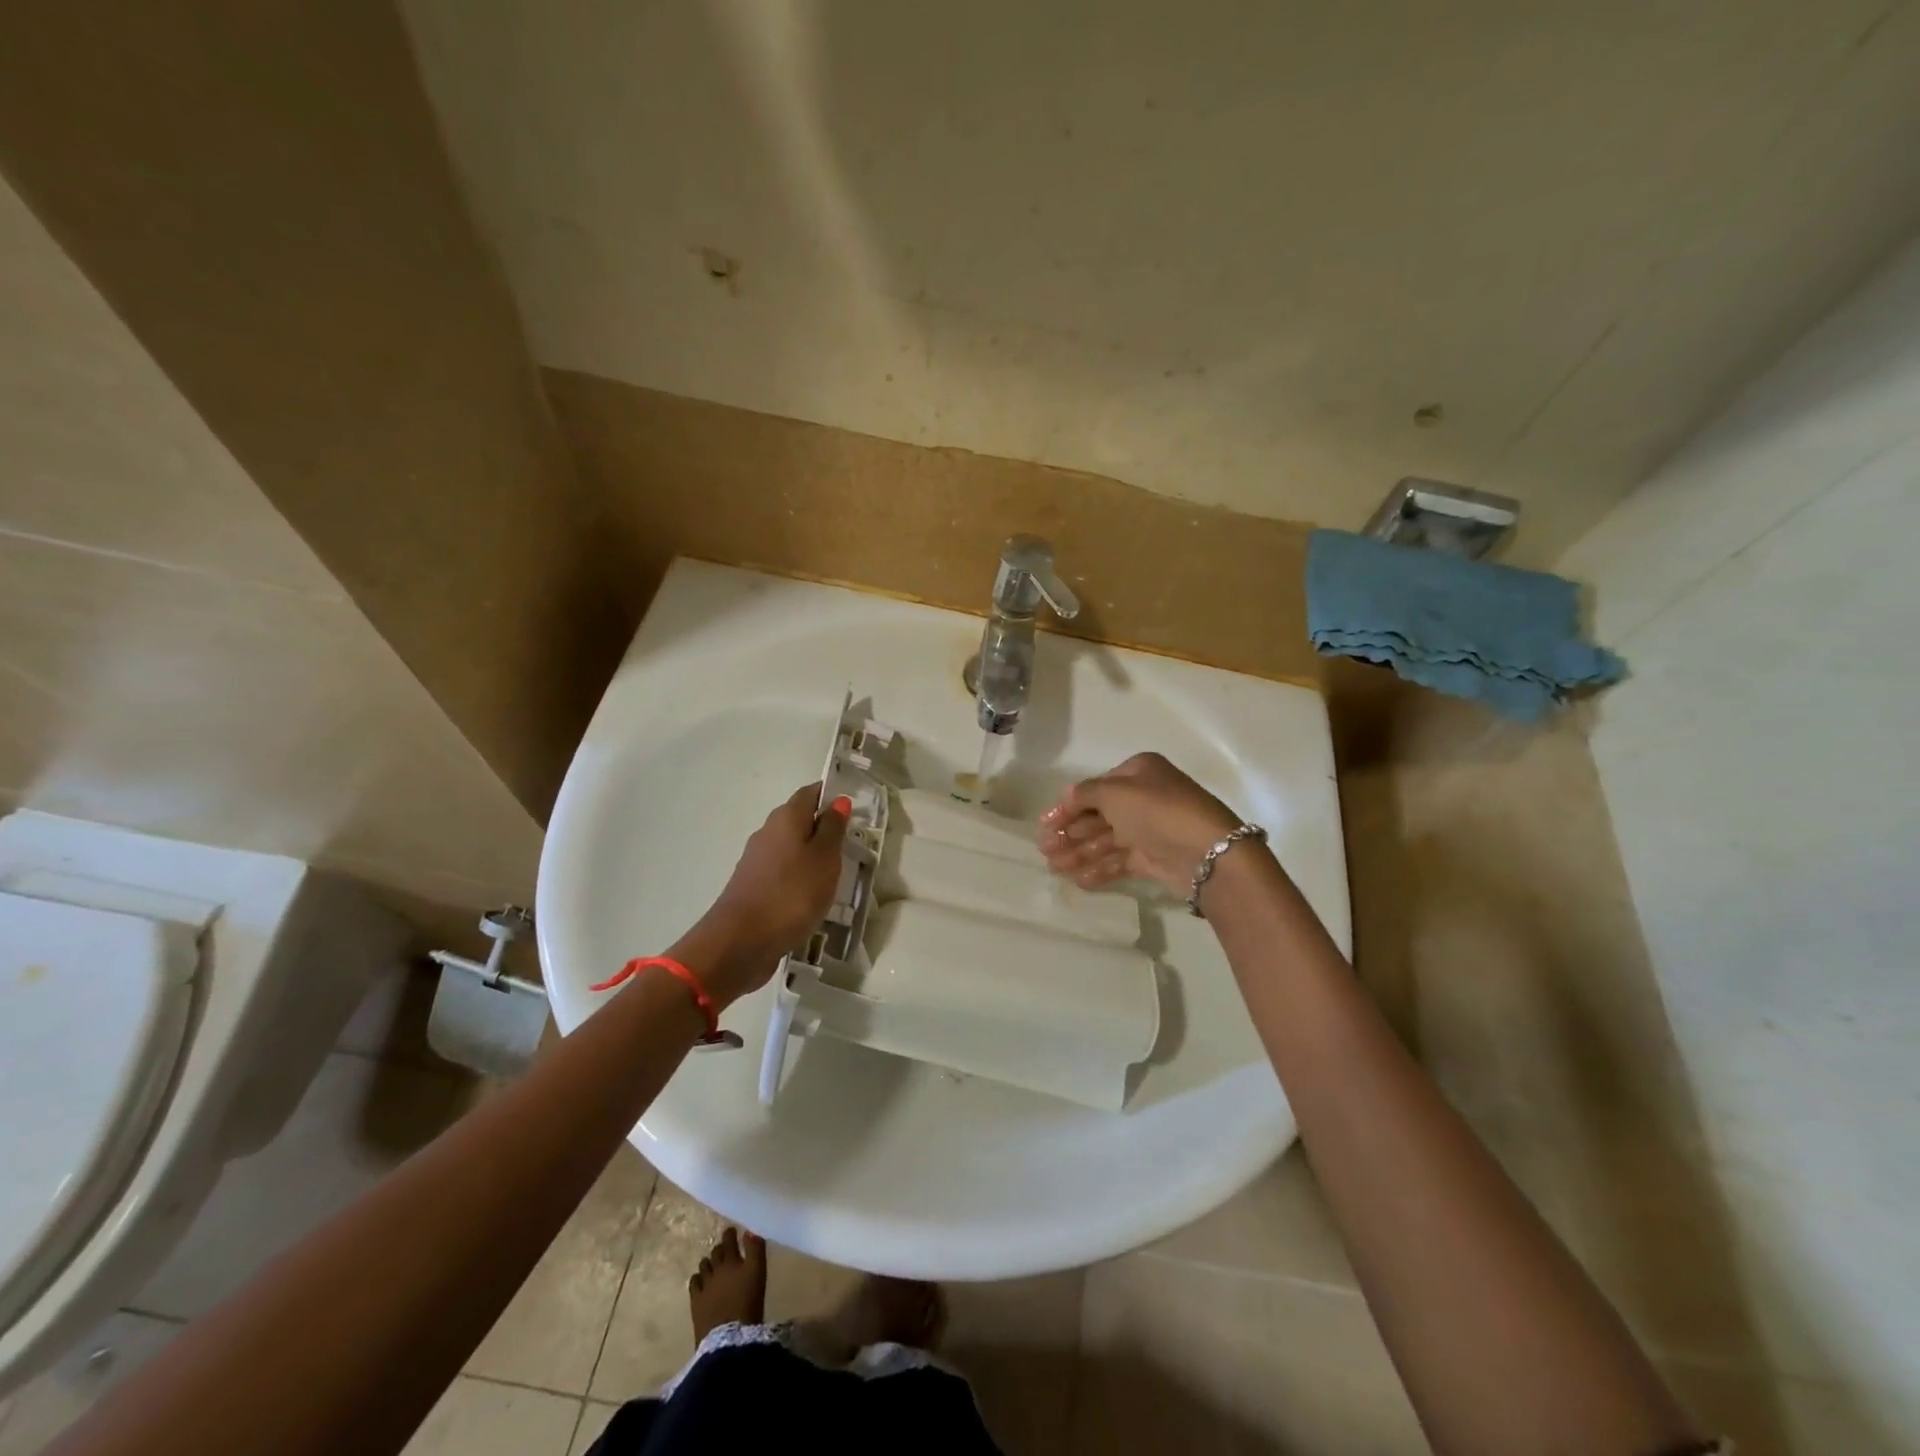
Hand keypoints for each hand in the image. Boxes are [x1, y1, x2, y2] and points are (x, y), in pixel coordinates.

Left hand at [691, 784, 849, 1004]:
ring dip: (812, 854)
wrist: (740, 941)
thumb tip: (838, 801)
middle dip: (823, 826)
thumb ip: (832, 829)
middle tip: (852, 841)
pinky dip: (799, 876)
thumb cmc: (792, 893)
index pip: (810, 793)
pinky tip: (813, 893)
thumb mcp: (824, 858)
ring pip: (790, 847)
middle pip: (798, 819)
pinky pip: (782, 871)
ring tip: (838, 871)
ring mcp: (757, 860)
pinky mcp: (753, 886)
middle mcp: (767, 832)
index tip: (854, 807)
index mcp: (786, 818)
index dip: (831, 795)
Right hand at [1039, 752, 1241, 896]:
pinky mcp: (1155, 857)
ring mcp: (1150, 829)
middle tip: (1044, 850)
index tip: (1044, 824)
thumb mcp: (1114, 793)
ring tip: (1054, 869)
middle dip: (1070, 833)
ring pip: (1107, 840)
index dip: (1067, 806)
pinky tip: (1078, 880)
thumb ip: (1084, 794)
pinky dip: (1099, 869)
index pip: (1094, 788)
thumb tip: (1065, 797)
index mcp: (1138, 772)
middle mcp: (1144, 797)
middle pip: (1098, 815)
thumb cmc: (1156, 811)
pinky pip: (1120, 861)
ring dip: (1079, 853)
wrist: (1206, 852)